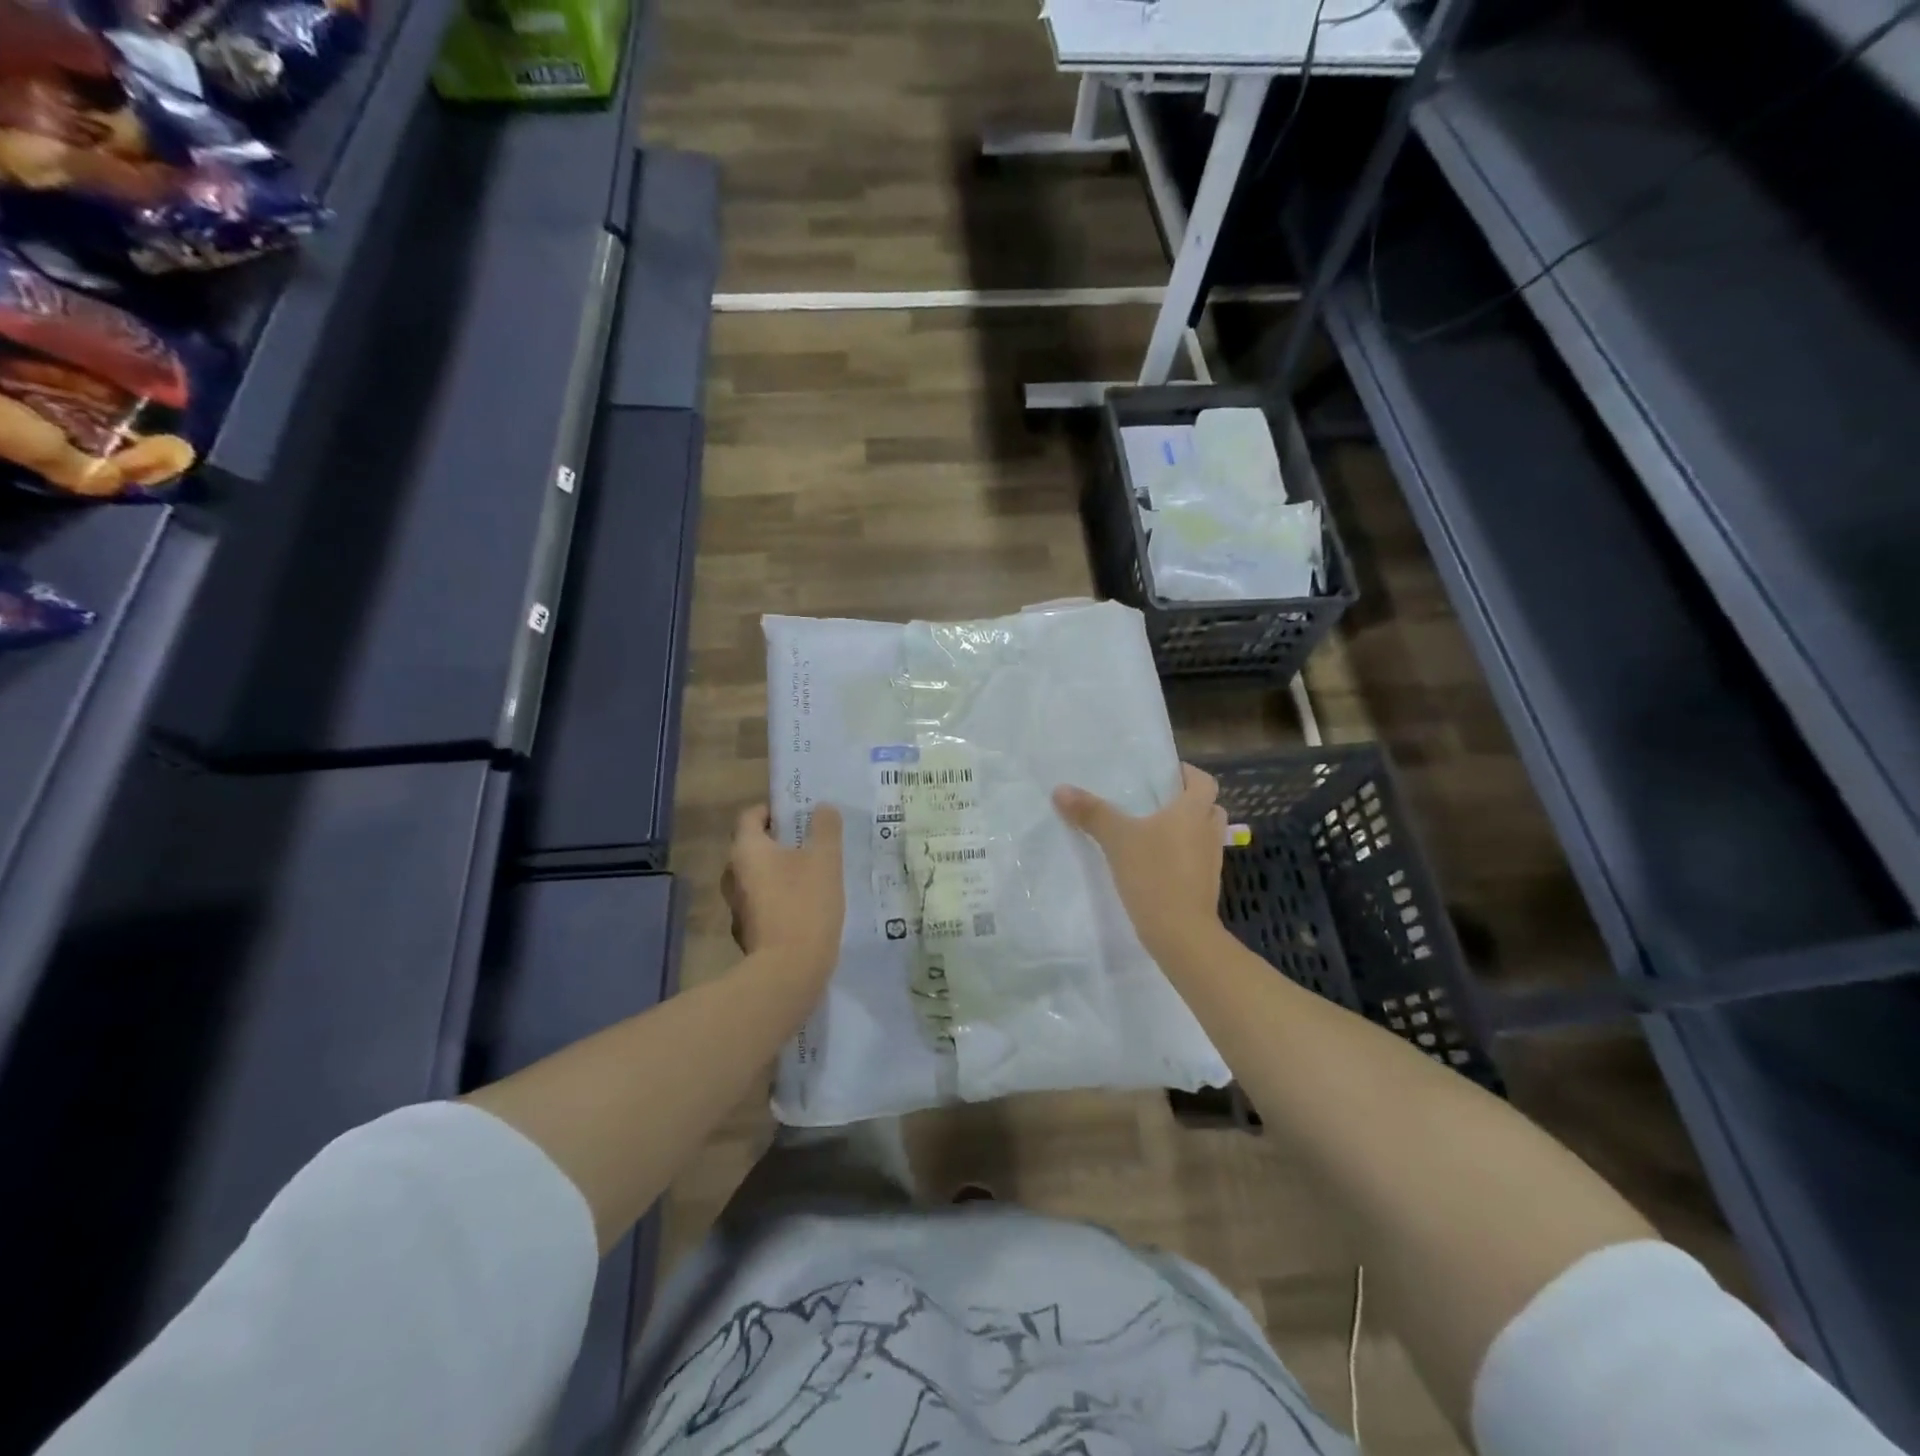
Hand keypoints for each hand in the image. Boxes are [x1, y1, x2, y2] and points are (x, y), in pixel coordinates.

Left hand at [722, 803, 844, 981]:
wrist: (788, 972)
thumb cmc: (805, 905)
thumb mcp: (825, 860)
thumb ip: (825, 828)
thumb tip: (822, 807)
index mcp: (746, 850)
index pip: (751, 815)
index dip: (774, 810)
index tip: (800, 815)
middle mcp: (733, 875)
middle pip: (753, 846)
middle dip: (779, 842)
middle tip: (810, 844)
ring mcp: (737, 907)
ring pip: (757, 877)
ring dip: (780, 872)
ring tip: (812, 875)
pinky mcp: (748, 933)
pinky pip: (762, 903)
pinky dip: (779, 898)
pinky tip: (805, 907)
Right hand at [1054, 764, 1225, 960]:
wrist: (1180, 934)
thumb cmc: (1154, 874)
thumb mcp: (1117, 839)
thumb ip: (1091, 812)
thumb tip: (1060, 789)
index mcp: (1193, 811)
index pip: (1204, 780)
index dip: (1186, 773)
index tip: (1162, 775)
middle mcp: (1208, 831)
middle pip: (1207, 806)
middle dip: (1185, 801)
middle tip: (1154, 802)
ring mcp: (1211, 861)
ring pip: (1201, 834)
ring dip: (1184, 829)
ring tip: (1150, 830)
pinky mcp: (1205, 885)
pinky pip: (1195, 859)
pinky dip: (1181, 855)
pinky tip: (1153, 862)